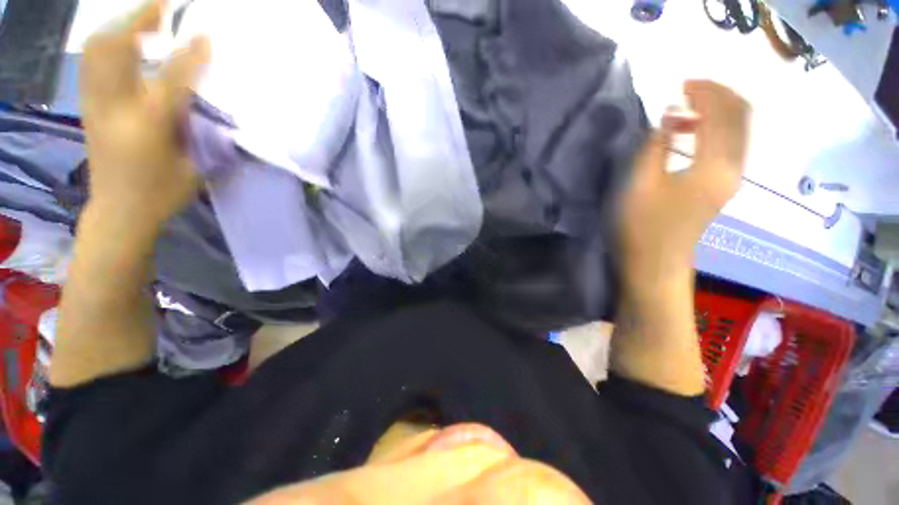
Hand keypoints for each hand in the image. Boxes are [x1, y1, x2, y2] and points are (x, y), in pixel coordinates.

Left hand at [80, 0, 208, 229]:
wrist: (118, 211)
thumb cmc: (163, 194)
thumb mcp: (195, 168)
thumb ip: (201, 131)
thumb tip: (211, 104)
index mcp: (148, 126)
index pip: (171, 77)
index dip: (191, 53)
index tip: (207, 35)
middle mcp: (115, 106)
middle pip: (116, 47)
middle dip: (140, 17)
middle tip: (165, 3)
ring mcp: (96, 103)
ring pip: (99, 48)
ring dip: (121, 24)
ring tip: (146, 16)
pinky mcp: (89, 105)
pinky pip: (94, 60)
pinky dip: (109, 41)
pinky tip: (126, 39)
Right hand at [618, 80, 750, 293]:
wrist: (655, 265)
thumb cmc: (642, 226)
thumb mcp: (640, 182)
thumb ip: (655, 145)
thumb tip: (671, 115)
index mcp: (715, 166)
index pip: (724, 112)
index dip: (706, 91)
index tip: (680, 84)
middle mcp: (733, 168)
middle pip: (741, 117)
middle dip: (718, 95)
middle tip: (687, 90)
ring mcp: (729, 180)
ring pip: (738, 131)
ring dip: (717, 112)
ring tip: (687, 108)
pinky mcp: (720, 189)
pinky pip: (729, 146)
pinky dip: (715, 130)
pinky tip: (692, 133)